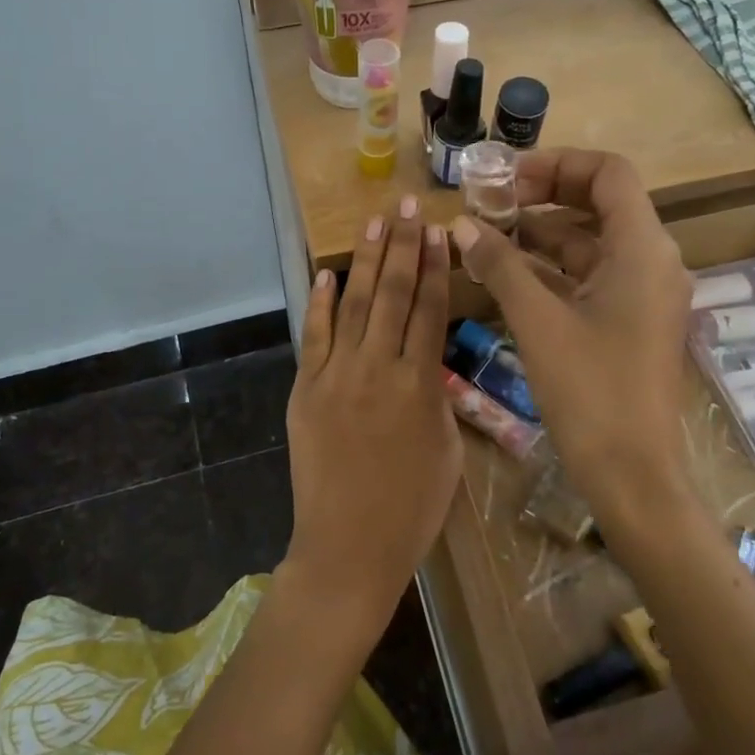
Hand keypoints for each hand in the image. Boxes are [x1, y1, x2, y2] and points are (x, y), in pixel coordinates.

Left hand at [281, 195, 461, 638]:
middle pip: (392, 294)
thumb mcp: (448, 452)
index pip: (430, 310)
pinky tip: (326, 274)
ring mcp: (336, 376)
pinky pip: (314, 337)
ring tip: (375, 223)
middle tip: (408, 206)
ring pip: (354, 305)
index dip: (435, 267)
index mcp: (420, 385)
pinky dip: (319, 303)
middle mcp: (378, 368)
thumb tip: (429, 363)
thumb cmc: (411, 510)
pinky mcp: (306, 390)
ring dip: (365, 261)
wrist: (348, 548)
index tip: (438, 230)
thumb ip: (439, 399)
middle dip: (402, 246)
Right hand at [450, 150, 693, 529]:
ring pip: (592, 243)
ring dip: (542, 236)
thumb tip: (461, 225)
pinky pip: (592, 277)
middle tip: (491, 204)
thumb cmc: (589, 390)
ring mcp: (644, 294)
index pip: (609, 174)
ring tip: (488, 237)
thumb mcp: (538, 321)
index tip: (507, 178)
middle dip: (543, 198)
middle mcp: (652, 261)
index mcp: (642, 249)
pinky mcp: (632, 322)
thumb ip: (500, 265)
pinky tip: (508, 275)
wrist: (632, 474)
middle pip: (600, 204)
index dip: (557, 165)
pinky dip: (553, 270)